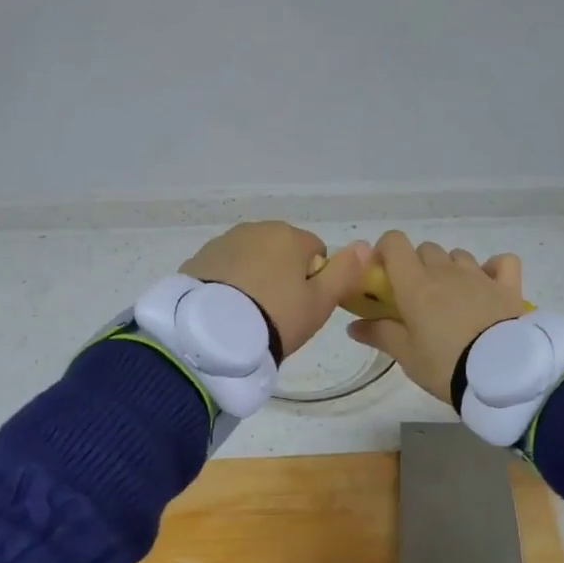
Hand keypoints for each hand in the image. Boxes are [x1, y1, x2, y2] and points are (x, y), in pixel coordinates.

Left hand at [181, 222, 370, 358]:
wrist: (213, 334)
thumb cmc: (276, 317)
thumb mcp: (320, 302)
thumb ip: (345, 272)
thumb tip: (366, 245)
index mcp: (289, 236)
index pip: (316, 251)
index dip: (315, 280)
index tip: (303, 307)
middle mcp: (256, 229)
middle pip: (281, 251)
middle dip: (283, 275)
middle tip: (277, 312)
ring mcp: (223, 242)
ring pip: (251, 258)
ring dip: (254, 277)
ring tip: (249, 313)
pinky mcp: (197, 259)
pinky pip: (224, 268)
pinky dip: (228, 283)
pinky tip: (226, 309)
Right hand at [347, 231, 527, 403]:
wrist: (501, 375)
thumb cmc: (445, 364)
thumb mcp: (407, 356)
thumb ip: (380, 334)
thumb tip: (352, 326)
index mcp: (415, 284)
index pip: (395, 243)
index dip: (386, 251)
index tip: (383, 274)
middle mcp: (446, 271)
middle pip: (426, 249)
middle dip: (417, 265)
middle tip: (417, 298)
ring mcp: (479, 275)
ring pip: (458, 256)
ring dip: (450, 268)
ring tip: (452, 299)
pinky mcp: (508, 286)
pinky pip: (502, 262)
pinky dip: (494, 268)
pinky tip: (489, 285)